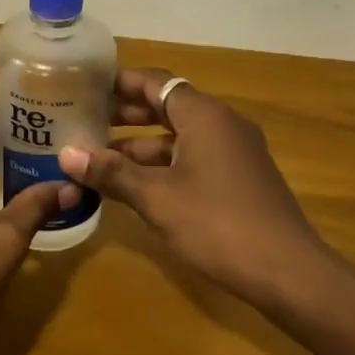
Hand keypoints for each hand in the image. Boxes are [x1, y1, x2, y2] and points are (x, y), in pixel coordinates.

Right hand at [58, 70, 327, 313]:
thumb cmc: (217, 224)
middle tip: (85, 122)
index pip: (156, 82)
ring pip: (179, 137)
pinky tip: (134, 186)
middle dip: (126, 115)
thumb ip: (112, 172)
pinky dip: (163, 166)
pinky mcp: (240, 178)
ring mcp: (235, 152)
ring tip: (98, 159)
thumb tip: (67, 154)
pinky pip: (193, 158)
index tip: (86, 87)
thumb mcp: (156, 198)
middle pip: (167, 106)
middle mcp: (222, 124)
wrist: (288, 272)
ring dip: (141, 146)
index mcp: (204, 116)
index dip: (120, 83)